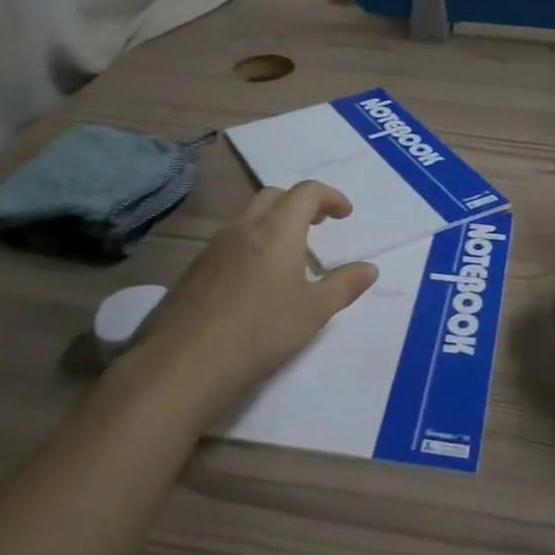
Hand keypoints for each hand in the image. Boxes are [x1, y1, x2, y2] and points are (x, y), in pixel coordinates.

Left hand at [118, 182, 377, 411]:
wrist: (185, 362)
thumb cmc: (261, 330)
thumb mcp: (314, 311)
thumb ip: (345, 286)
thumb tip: (370, 269)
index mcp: (278, 229)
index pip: (306, 192)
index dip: (330, 196)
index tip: (344, 214)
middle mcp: (244, 227)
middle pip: (274, 196)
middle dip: (300, 204)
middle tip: (319, 225)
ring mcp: (214, 247)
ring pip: (249, 218)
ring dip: (274, 224)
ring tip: (290, 256)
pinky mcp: (195, 269)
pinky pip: (230, 242)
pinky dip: (252, 244)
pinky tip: (256, 281)